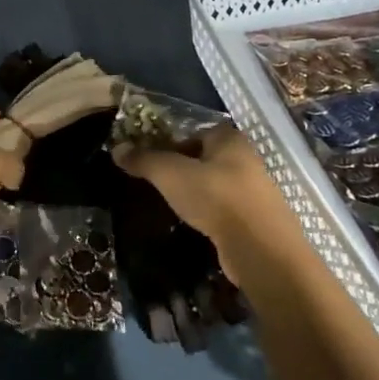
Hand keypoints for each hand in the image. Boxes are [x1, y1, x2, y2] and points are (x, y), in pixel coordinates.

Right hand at [112, 126, 301, 283]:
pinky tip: (194, 223)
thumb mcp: (170, 174)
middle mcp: (246, 158)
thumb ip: (144, 160)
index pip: (195, 131)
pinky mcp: (255, 218)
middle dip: (181, 167)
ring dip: (195, 192)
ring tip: (172, 204)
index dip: (171, 141)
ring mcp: (254, 190)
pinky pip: (224, 208)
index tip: (151, 158)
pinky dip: (208, 212)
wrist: (261, 249)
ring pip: (215, 183)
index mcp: (230, 139)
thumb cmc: (215, 198)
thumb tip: (117, 148)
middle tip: (157, 182)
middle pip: (205, 157)